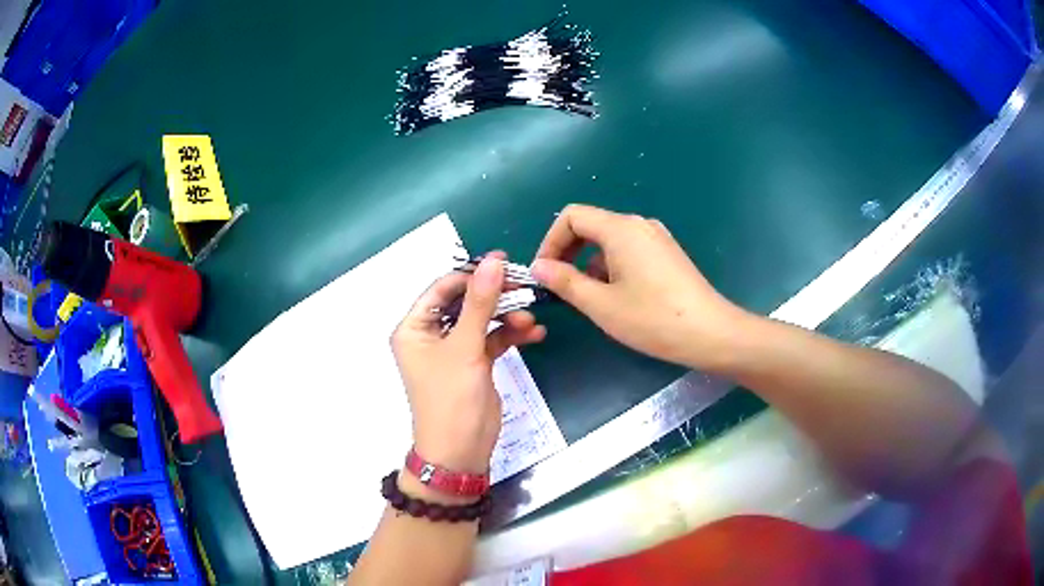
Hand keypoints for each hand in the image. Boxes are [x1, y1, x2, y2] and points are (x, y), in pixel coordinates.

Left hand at [391, 254, 546, 473]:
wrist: (461, 451)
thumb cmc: (451, 398)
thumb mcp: (465, 348)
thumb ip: (480, 303)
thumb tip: (493, 261)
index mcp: (414, 328)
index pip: (442, 288)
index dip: (472, 274)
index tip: (504, 263)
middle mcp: (431, 335)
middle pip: (464, 303)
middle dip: (495, 296)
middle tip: (525, 286)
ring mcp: (454, 350)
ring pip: (482, 321)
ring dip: (507, 317)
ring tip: (531, 317)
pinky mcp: (474, 363)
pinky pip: (493, 340)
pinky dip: (511, 335)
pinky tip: (535, 332)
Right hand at [530, 205, 748, 370]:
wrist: (711, 333)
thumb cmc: (653, 319)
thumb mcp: (601, 304)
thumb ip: (565, 282)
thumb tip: (539, 267)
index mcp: (620, 228)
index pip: (572, 216)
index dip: (551, 241)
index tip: (544, 273)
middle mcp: (638, 224)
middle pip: (591, 225)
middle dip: (569, 253)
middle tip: (560, 287)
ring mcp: (656, 238)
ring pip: (609, 240)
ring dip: (590, 263)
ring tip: (590, 299)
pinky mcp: (667, 253)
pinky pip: (629, 250)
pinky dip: (612, 267)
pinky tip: (617, 297)